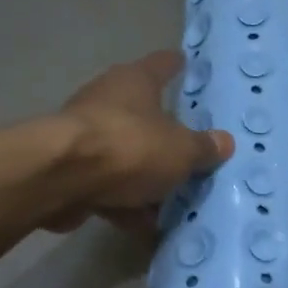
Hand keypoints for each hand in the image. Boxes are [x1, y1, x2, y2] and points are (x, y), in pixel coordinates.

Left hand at [48, 50, 233, 232]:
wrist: (62, 178)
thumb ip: (203, 148)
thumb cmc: (130, 147)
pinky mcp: (71, 169)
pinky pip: (107, 185)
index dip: (176, 65)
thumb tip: (225, 142)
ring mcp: (85, 135)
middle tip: (188, 150)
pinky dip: (124, 202)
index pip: (161, 64)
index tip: (186, 64)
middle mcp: (107, 100)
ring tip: (171, 202)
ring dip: (143, 177)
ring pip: (124, 154)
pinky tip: (142, 224)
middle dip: (163, 134)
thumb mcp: (181, 151)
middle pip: (141, 113)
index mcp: (135, 81)